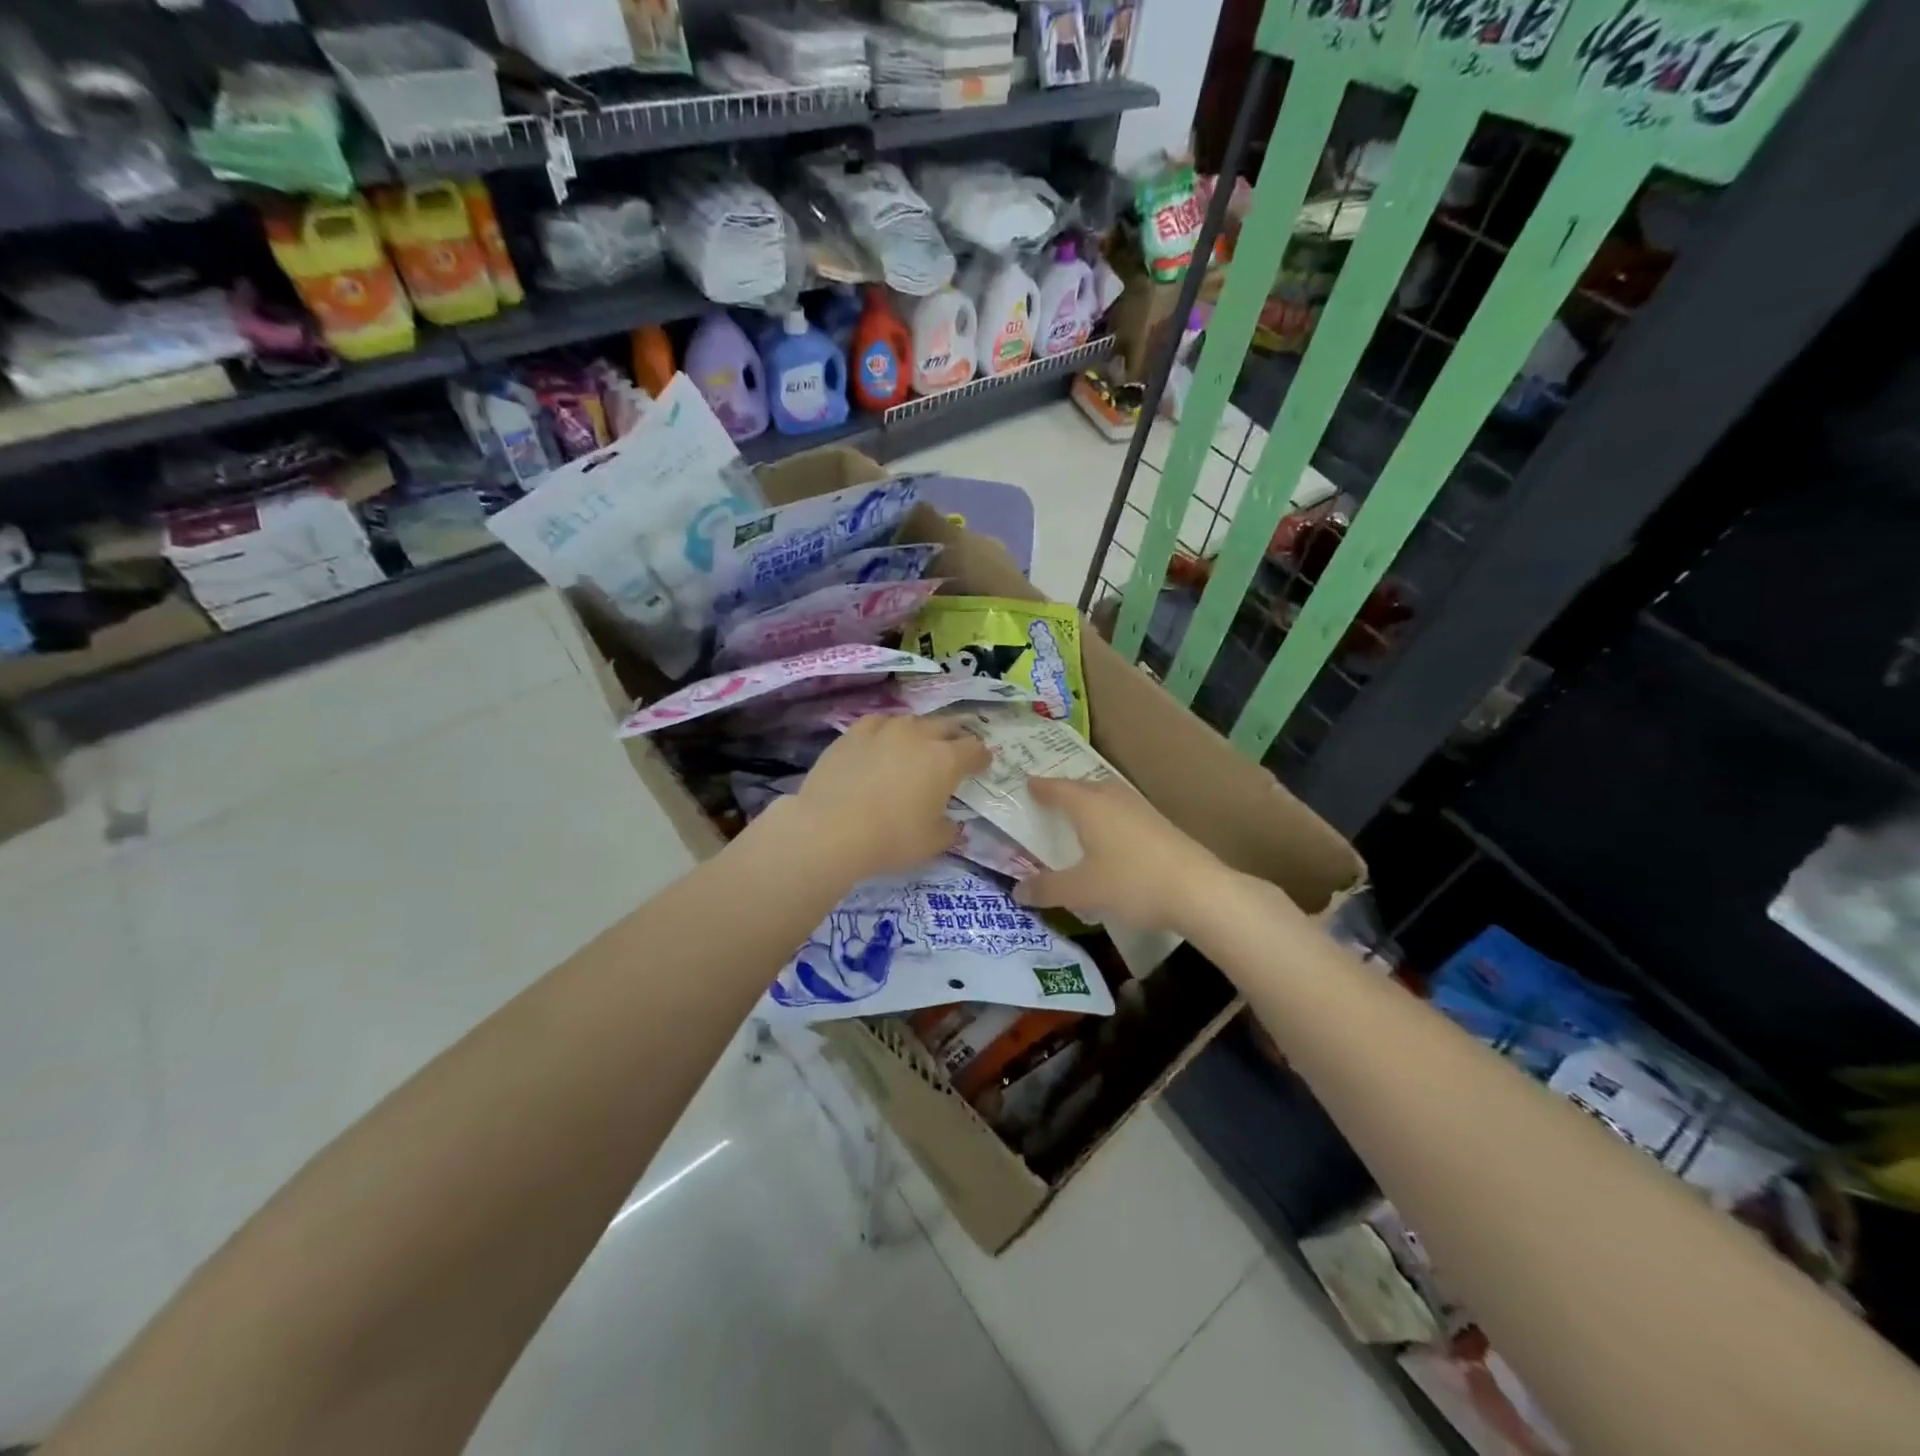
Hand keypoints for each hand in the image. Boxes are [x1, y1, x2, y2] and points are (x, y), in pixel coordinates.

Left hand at [783, 713, 990, 880]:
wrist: (830, 829)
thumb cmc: (890, 838)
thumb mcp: (931, 843)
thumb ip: (949, 830)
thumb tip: (952, 824)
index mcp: (946, 761)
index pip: (975, 749)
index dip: (981, 758)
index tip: (981, 766)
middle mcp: (919, 736)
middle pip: (947, 726)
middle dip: (955, 738)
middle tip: (953, 753)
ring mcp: (884, 730)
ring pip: (912, 721)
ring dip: (921, 732)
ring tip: (916, 747)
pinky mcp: (854, 733)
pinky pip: (879, 723)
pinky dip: (886, 731)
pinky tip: (881, 742)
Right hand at [1012, 777, 1222, 932]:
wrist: (1198, 890)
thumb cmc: (1131, 882)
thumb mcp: (1082, 890)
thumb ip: (1047, 888)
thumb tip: (1017, 891)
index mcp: (1088, 805)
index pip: (1056, 789)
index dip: (1039, 787)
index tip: (1026, 783)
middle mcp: (1113, 798)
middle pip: (1083, 787)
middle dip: (1064, 792)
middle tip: (1048, 799)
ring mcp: (1140, 808)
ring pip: (1106, 797)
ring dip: (1089, 803)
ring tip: (1078, 815)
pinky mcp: (1160, 824)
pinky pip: (1123, 811)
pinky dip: (1108, 817)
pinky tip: (1111, 836)